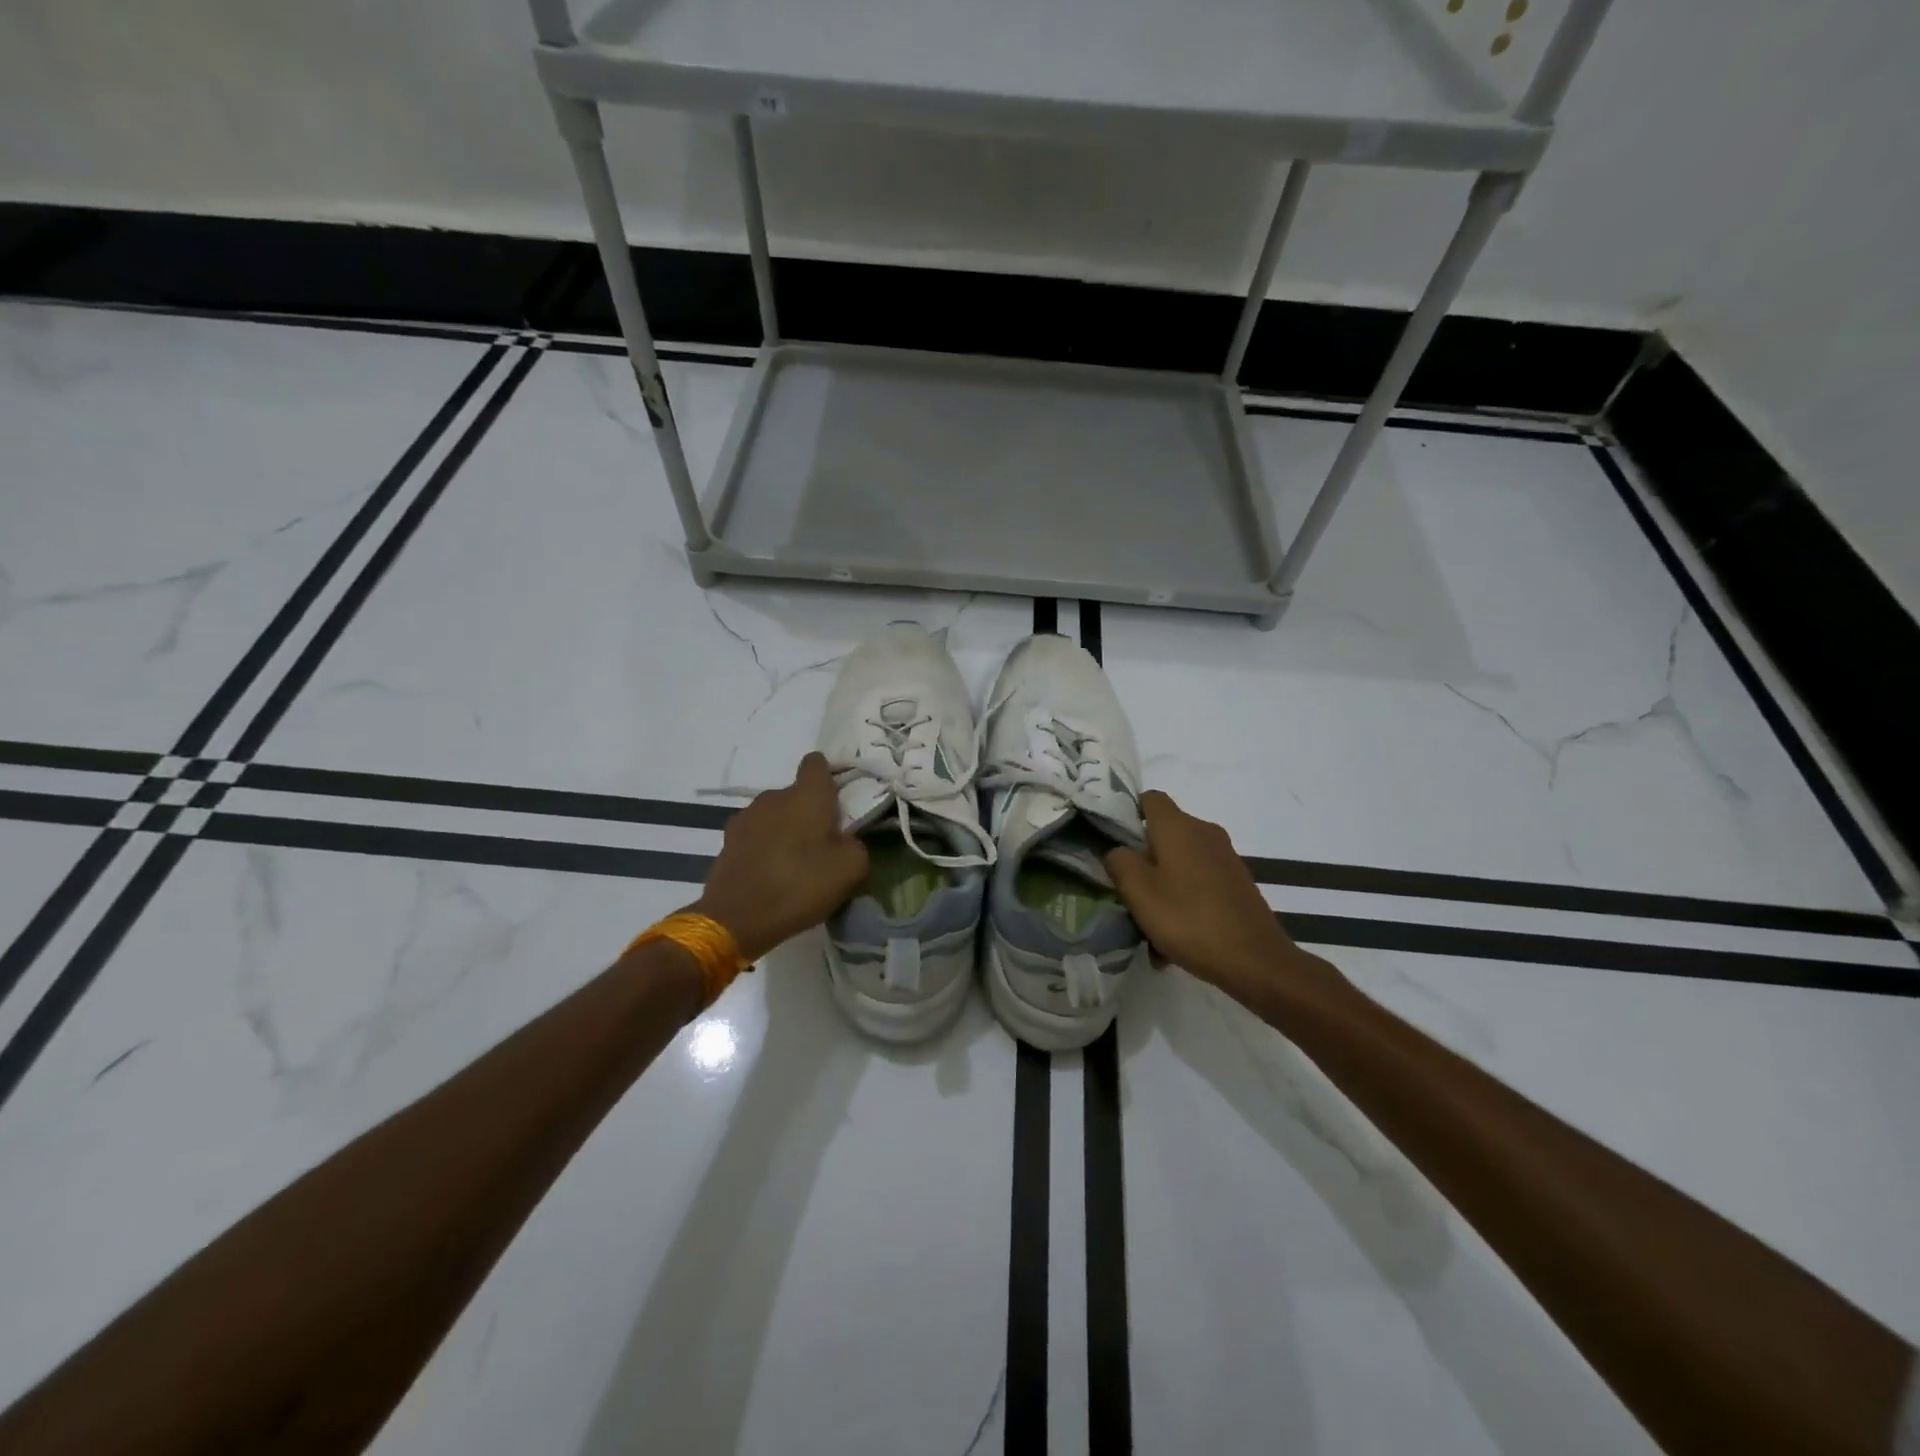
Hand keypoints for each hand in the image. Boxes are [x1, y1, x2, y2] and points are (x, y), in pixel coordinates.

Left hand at [695, 752, 869, 961]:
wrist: (736, 919)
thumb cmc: (800, 886)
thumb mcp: (851, 869)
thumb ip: (856, 844)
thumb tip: (846, 840)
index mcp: (807, 795)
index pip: (817, 763)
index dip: (829, 775)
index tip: (839, 798)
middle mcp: (774, 796)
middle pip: (797, 794)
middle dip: (810, 812)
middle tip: (823, 843)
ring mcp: (747, 817)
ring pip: (775, 814)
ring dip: (786, 829)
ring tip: (795, 862)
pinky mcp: (728, 840)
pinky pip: (756, 834)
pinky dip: (766, 847)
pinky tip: (771, 873)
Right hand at [1105, 791, 1344, 1005]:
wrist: (1256, 961)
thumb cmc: (1189, 919)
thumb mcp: (1138, 892)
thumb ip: (1119, 862)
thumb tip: (1118, 851)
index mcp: (1179, 827)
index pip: (1150, 798)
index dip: (1129, 814)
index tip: (1115, 843)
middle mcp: (1205, 832)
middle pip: (1163, 834)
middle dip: (1143, 861)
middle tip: (1128, 893)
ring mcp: (1225, 857)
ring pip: (1180, 863)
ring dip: (1162, 888)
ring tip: (1151, 928)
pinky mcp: (1237, 882)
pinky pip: (1199, 883)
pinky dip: (1184, 902)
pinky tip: (1176, 940)